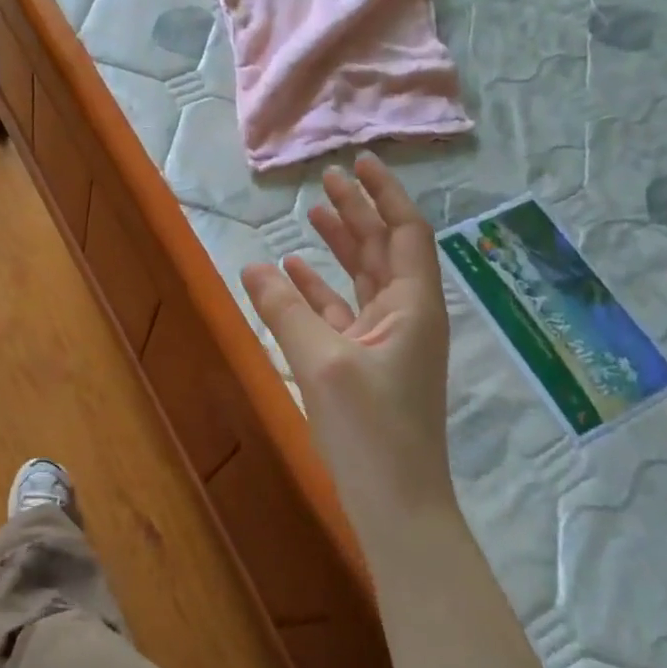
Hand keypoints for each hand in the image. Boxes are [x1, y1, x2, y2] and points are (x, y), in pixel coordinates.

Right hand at [241, 152, 453, 506]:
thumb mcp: (322, 363)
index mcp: (413, 306)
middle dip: (358, 212)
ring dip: (340, 247)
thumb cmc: (370, 430)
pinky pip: (343, 313)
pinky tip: (291, 276)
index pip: (405, 232)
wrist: (397, 506)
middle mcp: (406, 316)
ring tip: (309, 216)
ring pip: (363, 279)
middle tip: (327, 180)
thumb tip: (254, 266)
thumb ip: (286, 311)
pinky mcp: (367, 365)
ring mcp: (388, 342)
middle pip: (384, 249)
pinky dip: (319, 291)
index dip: (384, 193)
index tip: (359, 161)